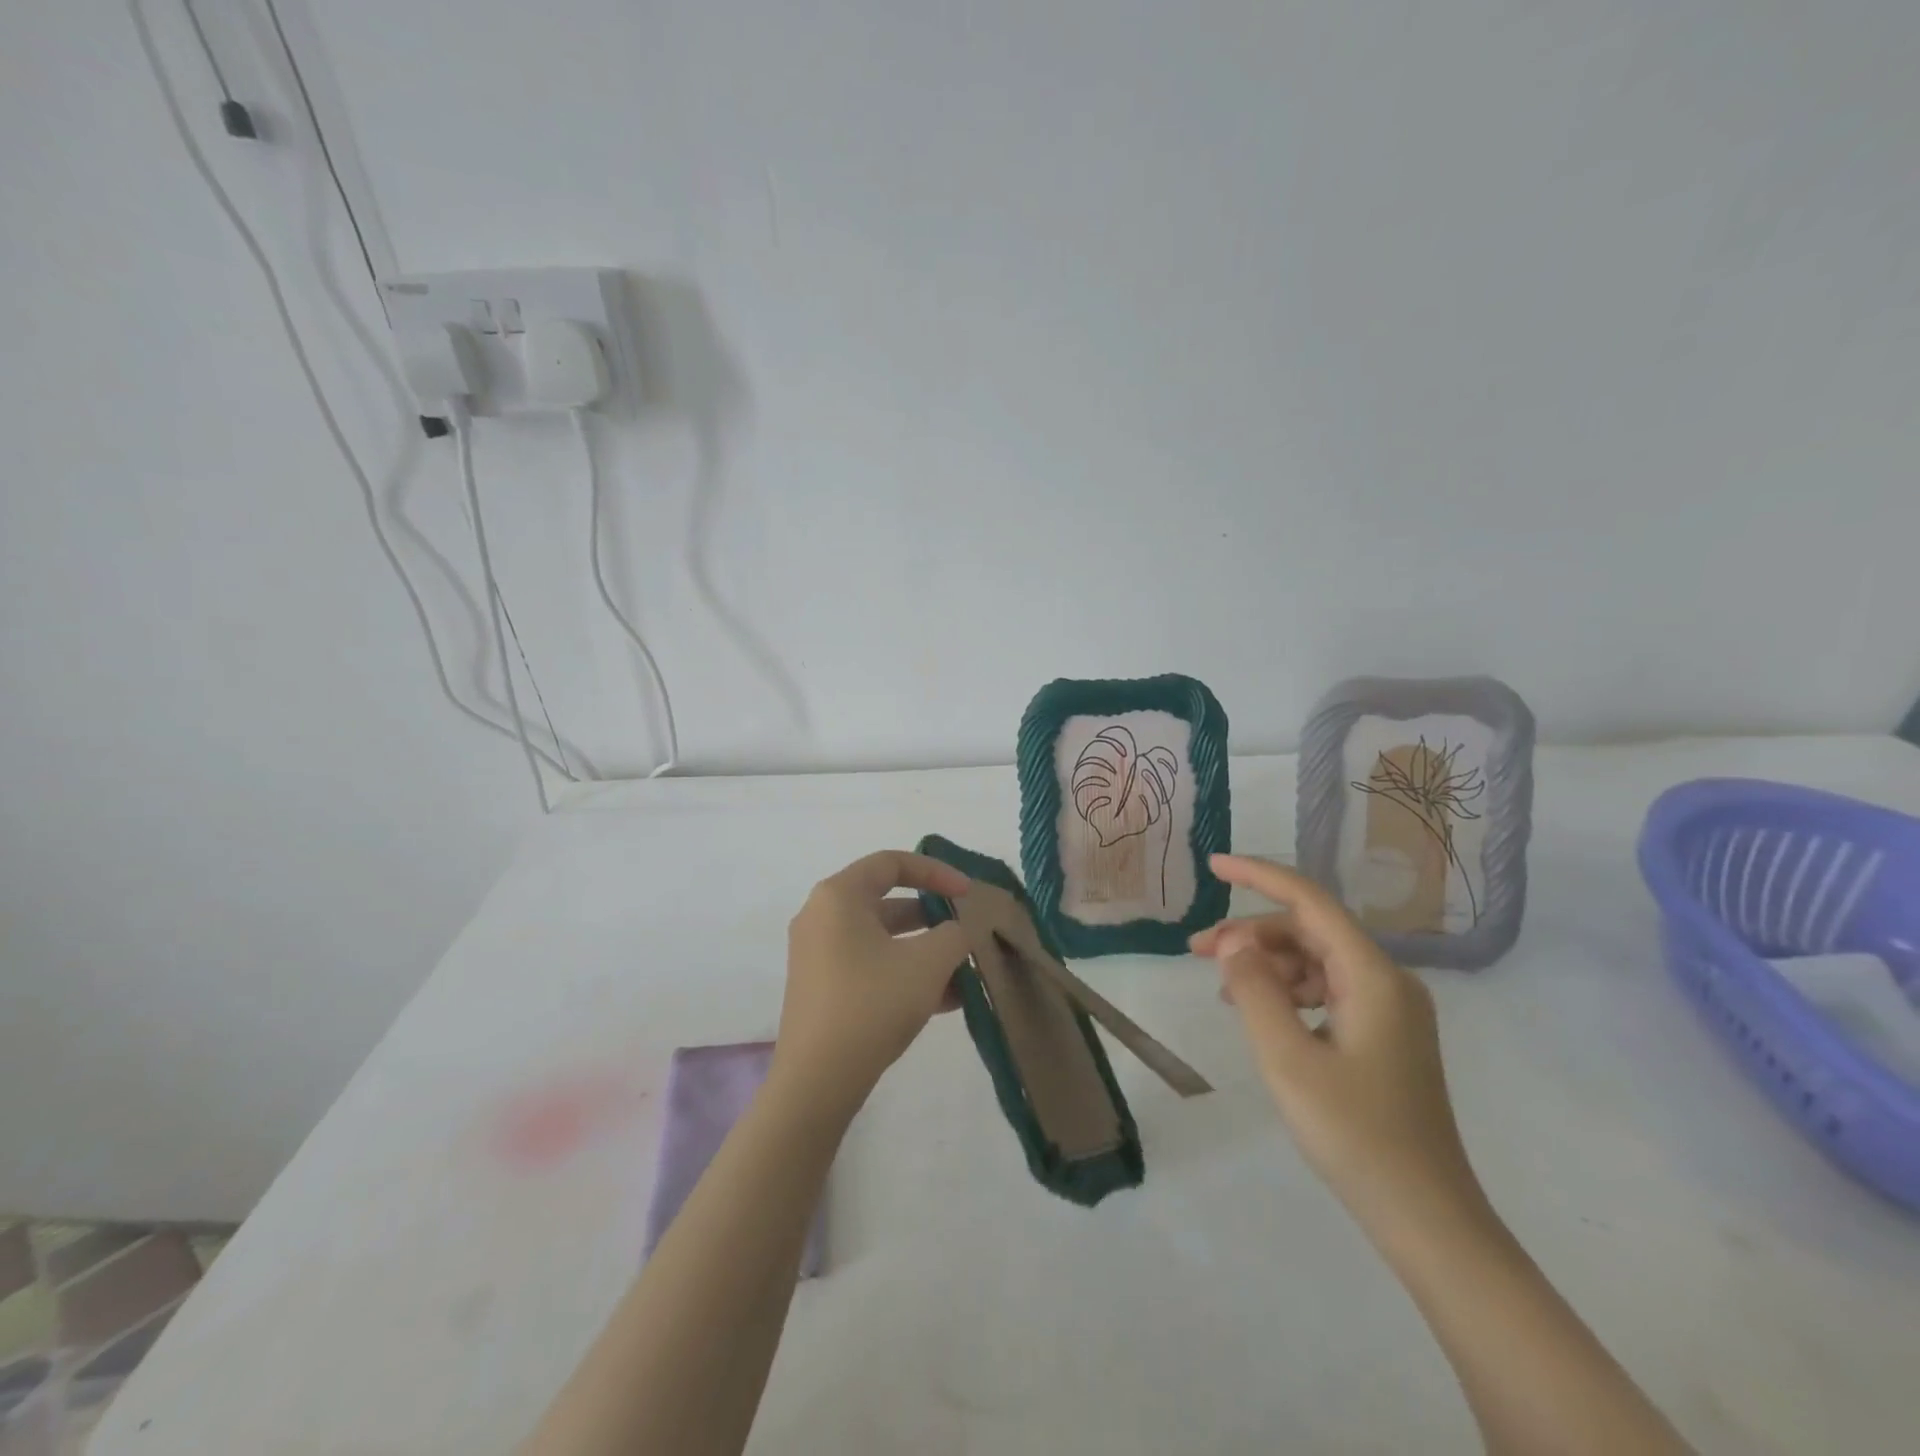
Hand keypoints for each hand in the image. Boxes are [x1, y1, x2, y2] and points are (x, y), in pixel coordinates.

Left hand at [772, 851, 971, 1117]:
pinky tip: (947, 1001)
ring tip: (965, 973)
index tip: (968, 894)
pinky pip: (871, 966)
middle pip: (887, 901)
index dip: (936, 872)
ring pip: (882, 939)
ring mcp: (818, 954)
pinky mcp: (822, 988)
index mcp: (839, 896)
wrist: (817, 1081)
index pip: (892, 863)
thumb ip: (954, 934)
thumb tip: (957, 931)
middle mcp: (822, 917)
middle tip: (965, 932)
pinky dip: (904, 973)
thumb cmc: (872, 1003)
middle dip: (933, 917)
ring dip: (924, 950)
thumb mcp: (928, 963)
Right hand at [1191, 854, 1485, 1238]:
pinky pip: (1328, 990)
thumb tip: (1232, 942)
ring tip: (1223, 989)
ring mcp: (1390, 1010)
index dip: (1259, 875)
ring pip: (1316, 960)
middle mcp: (1388, 981)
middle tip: (1197, 952)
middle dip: (1251, 932)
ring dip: (1266, 963)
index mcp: (1373, 976)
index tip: (1213, 865)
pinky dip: (1288, 990)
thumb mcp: (1287, 1058)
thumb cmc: (1354, 1134)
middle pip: (1310, 931)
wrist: (1426, 1218)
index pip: (1309, 901)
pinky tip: (1260, 1013)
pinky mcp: (1385, 1036)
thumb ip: (1254, 990)